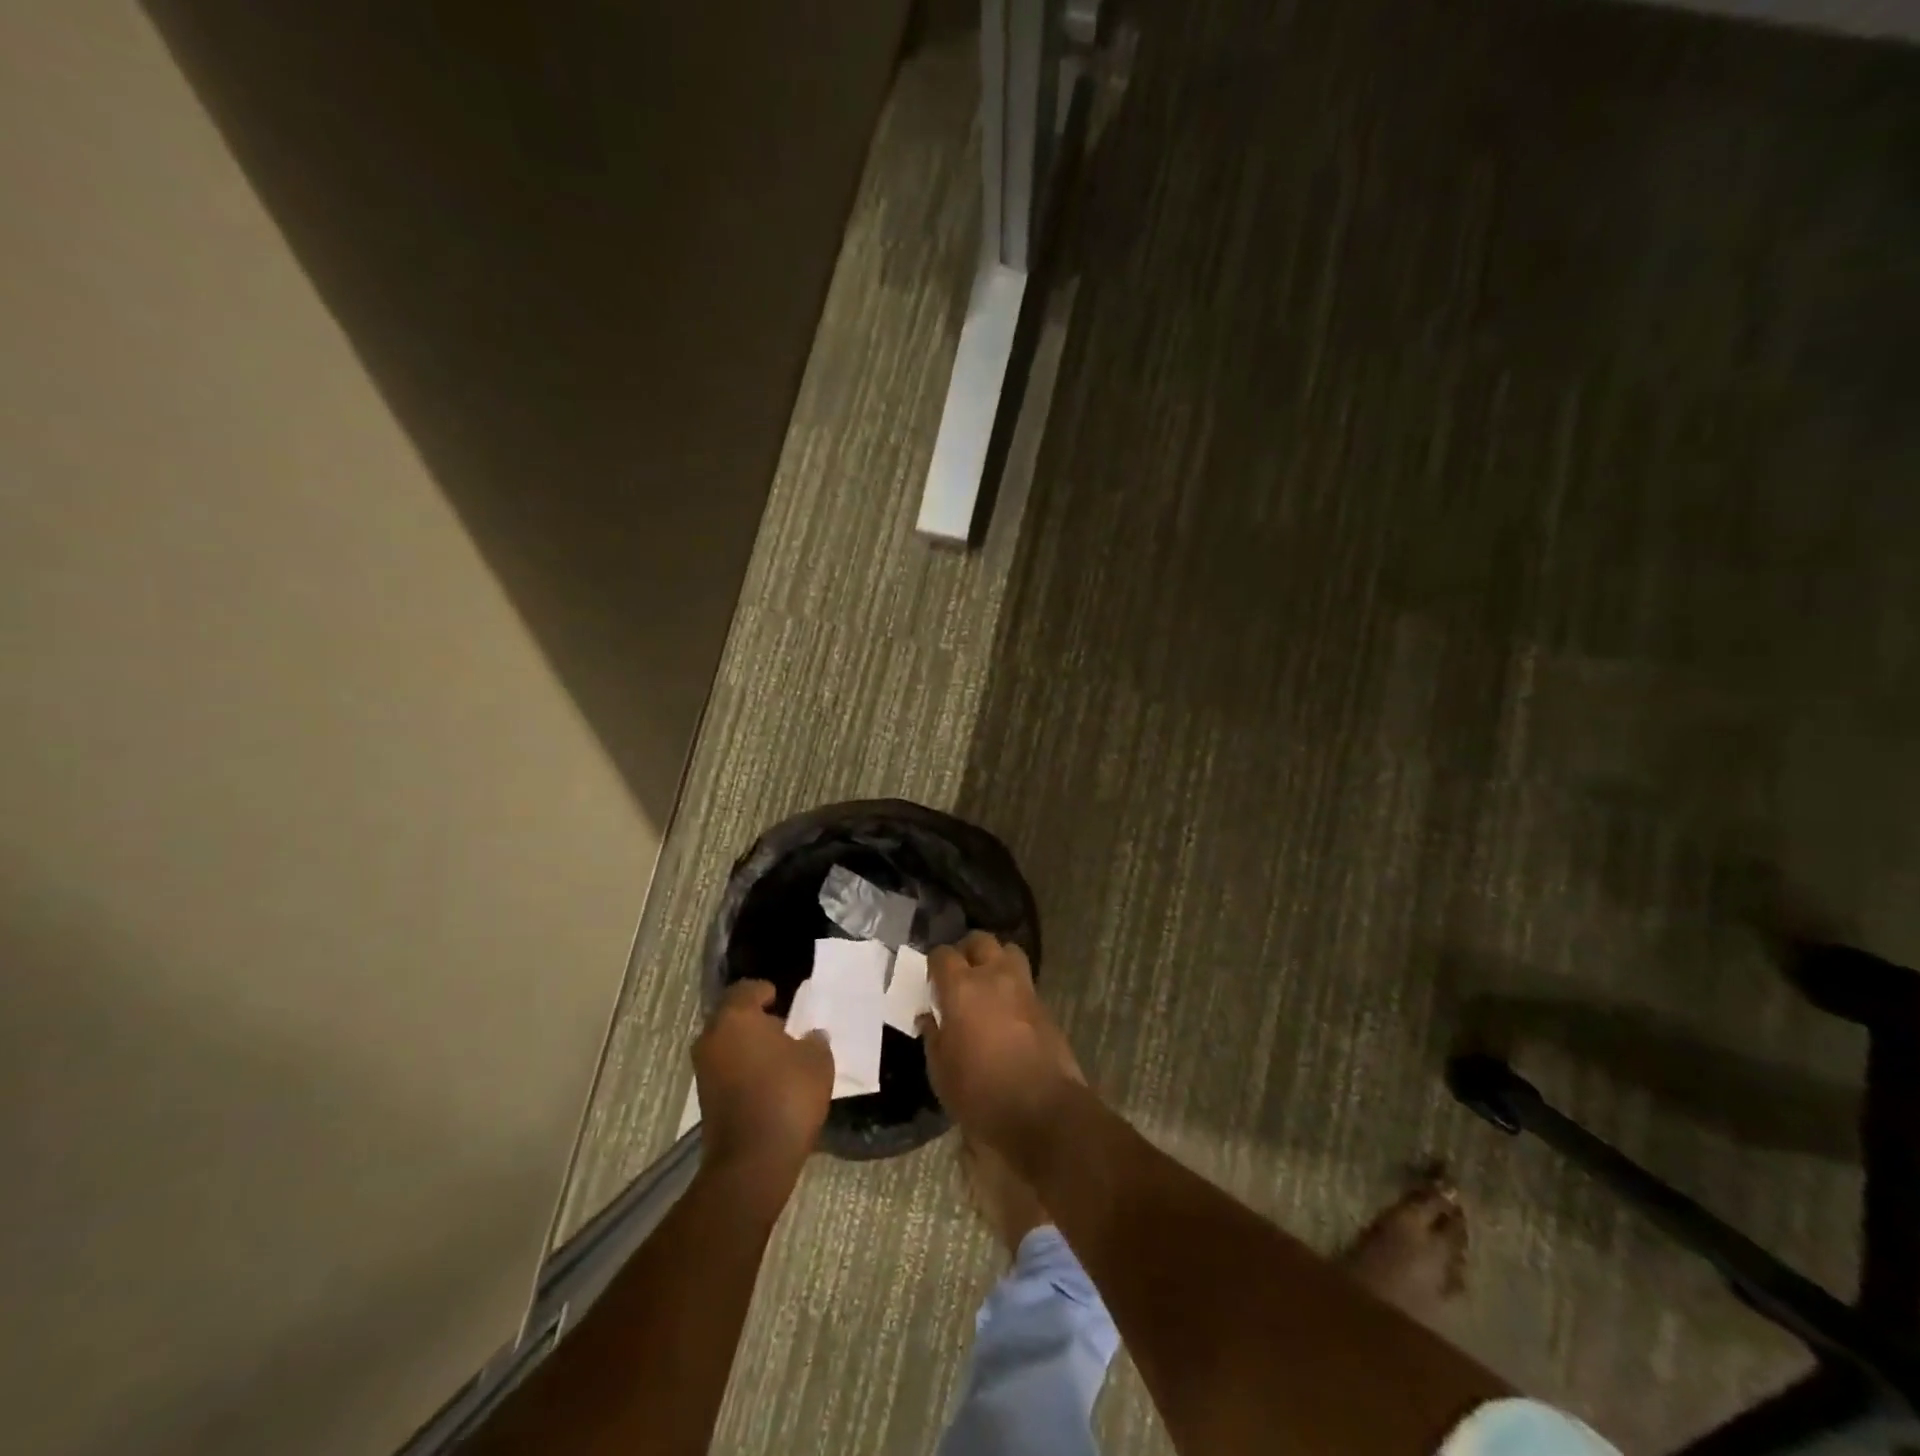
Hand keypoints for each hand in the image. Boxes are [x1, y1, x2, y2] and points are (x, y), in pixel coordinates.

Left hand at [694, 980, 832, 1184]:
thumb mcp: (818, 1060)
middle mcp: (712, 1037)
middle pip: (734, 1016)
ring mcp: (704, 1070)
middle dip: (757, 1020)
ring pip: (728, 1044)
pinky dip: (744, 1069)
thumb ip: (814, 1039)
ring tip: (781, 1058)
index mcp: (736, 1017)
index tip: (786, 1002)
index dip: (767, 992)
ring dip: (750, 1046)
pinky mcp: (705, 1098)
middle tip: (786, 1029)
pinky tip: (770, 1082)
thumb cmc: (787, 1095)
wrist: (753, 1161)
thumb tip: (809, 1036)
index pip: (748, 989)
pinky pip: (727, 1069)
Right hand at [919, 932, 1084, 1155]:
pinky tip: (1005, 1011)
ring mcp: (1024, 988)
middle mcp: (994, 977)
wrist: (1043, 1112)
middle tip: (959, 975)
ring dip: (995, 961)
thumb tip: (929, 1018)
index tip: (932, 982)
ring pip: (1009, 952)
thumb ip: (933, 1037)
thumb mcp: (941, 1072)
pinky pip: (1024, 982)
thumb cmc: (981, 1094)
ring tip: (985, 985)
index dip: (935, 964)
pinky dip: (1012, 987)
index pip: (943, 955)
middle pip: (980, 941)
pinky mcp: (1044, 1006)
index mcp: (962, 988)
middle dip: (967, 951)